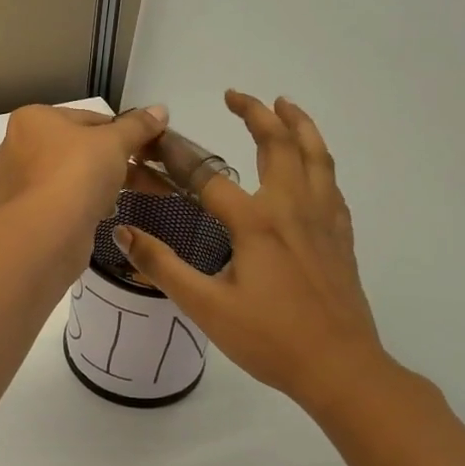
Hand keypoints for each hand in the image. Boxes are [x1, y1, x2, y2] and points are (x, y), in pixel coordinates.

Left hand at [0, 104, 168, 233]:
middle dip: (116, 162)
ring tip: (128, 197)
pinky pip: (58, 202)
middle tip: (151, 176)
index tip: (147, 148)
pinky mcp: (20, 214)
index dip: (122, 132)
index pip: (87, 118)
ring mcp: (14, 183)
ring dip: (100, 184)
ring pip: (69, 177)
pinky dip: (81, 205)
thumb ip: (137, 126)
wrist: (46, 232)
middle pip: (77, 149)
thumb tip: (160, 110)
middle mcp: (15, 147)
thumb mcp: (115, 142)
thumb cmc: (78, 172)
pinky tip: (102, 214)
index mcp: (33, 119)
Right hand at [112, 90, 408, 422]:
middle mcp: (291, 209)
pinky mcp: (340, 237)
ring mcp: (322, 221)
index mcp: (256, 223)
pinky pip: (331, 183)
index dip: (176, 156)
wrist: (342, 370)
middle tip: (235, 95)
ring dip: (299, 125)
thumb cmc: (270, 340)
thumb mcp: (205, 307)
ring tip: (285, 104)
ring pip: (316, 157)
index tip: (153, 140)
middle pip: (278, 145)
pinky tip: (312, 164)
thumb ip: (162, 265)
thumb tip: (122, 230)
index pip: (207, 176)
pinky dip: (319, 160)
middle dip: (256, 114)